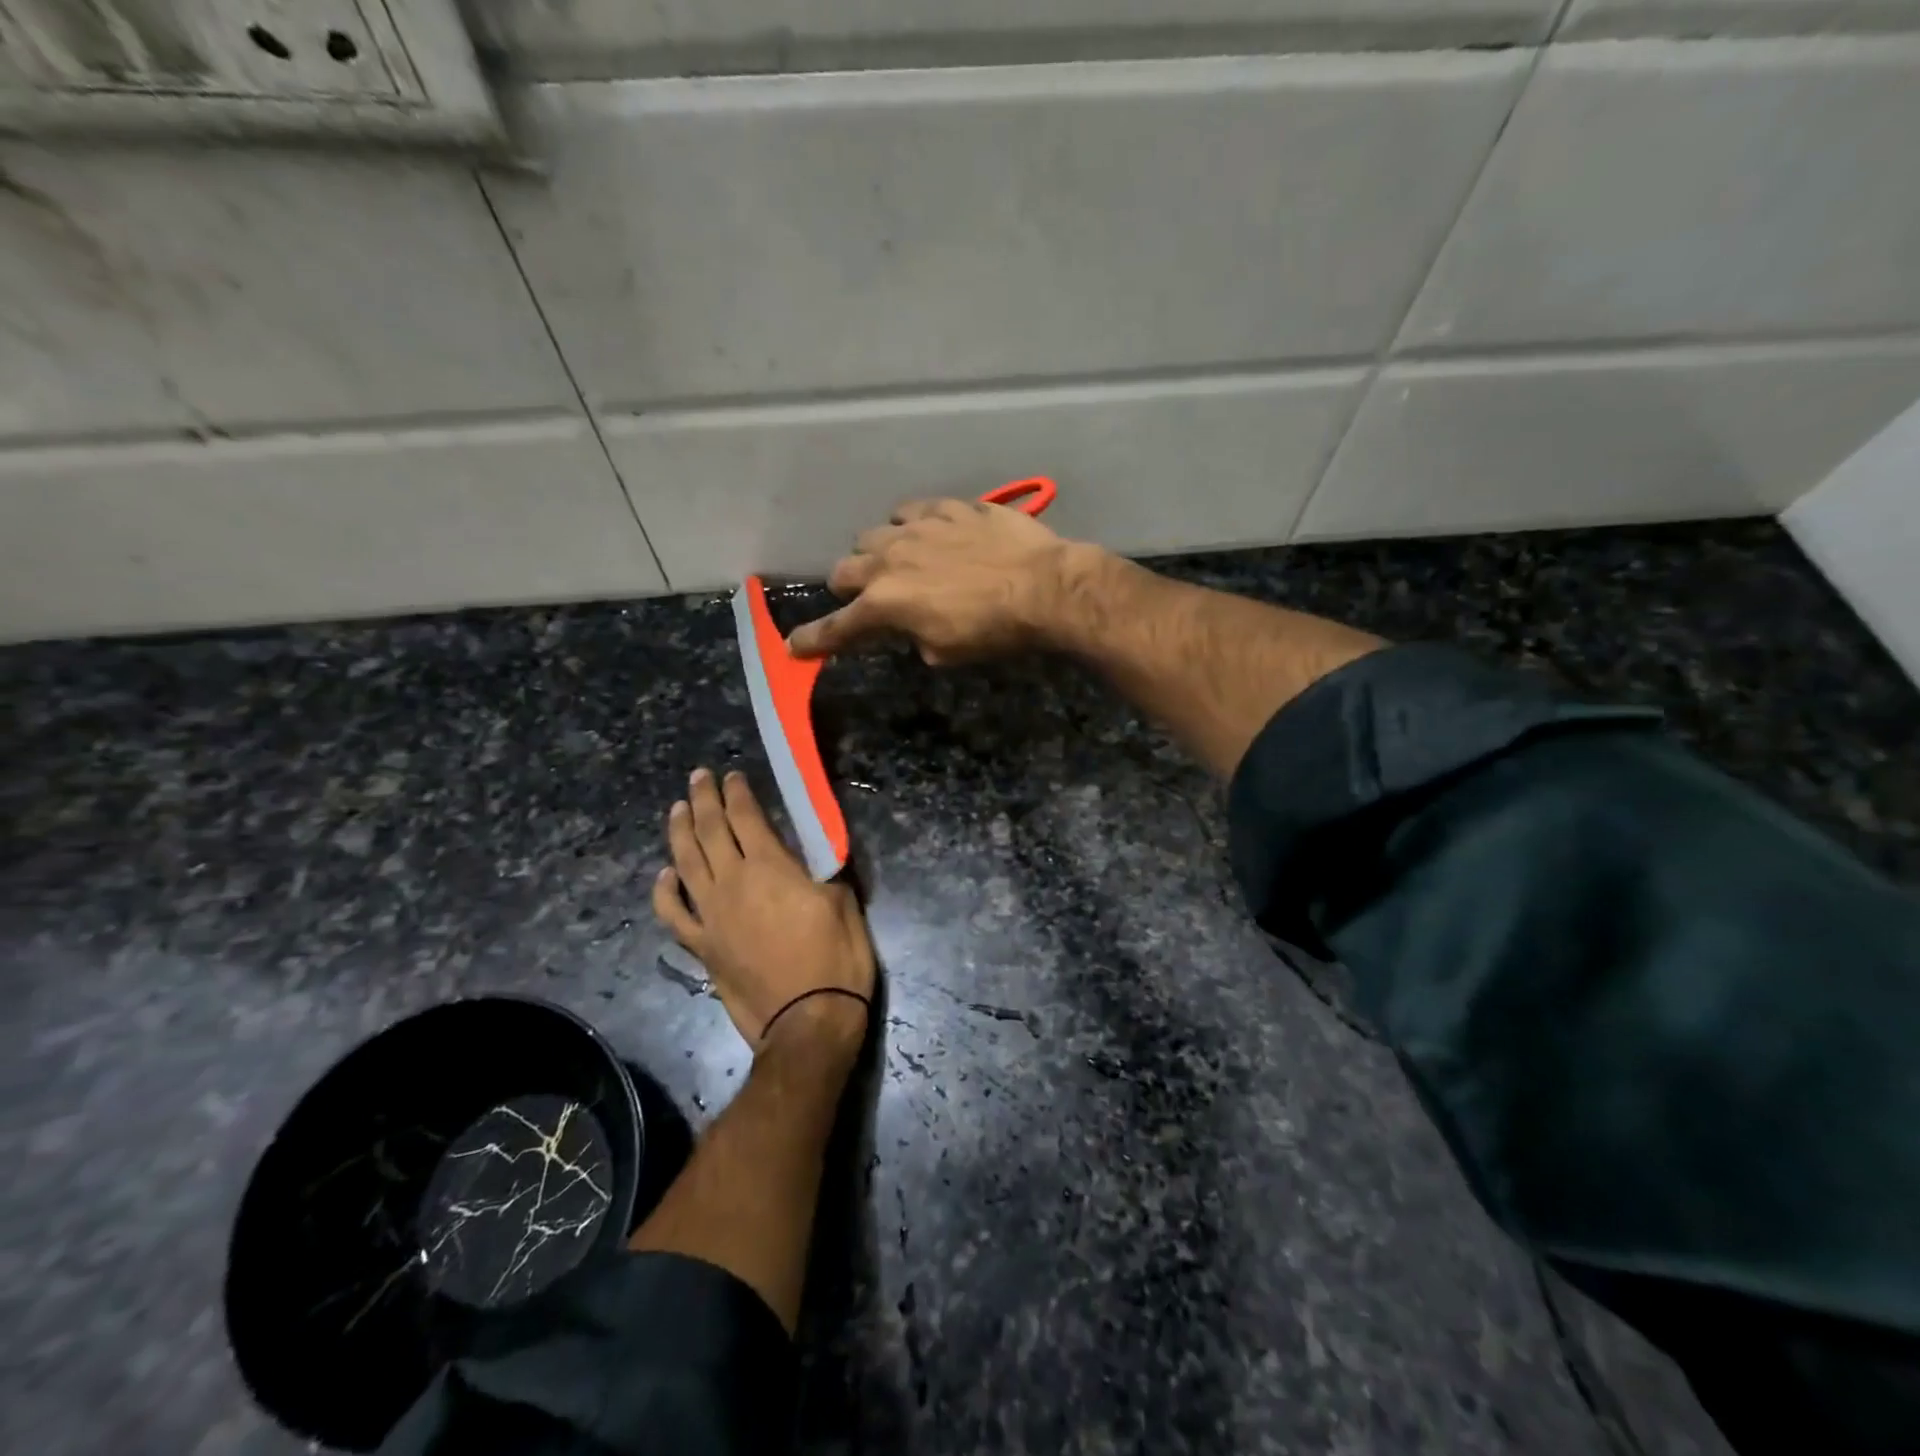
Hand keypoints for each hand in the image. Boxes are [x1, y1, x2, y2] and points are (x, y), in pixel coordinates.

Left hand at [652, 768, 874, 1054]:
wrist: (807, 1022)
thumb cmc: (835, 959)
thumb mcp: (843, 903)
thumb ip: (821, 870)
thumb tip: (811, 854)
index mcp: (770, 868)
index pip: (746, 817)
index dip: (738, 793)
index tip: (733, 776)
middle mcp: (732, 883)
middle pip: (710, 831)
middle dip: (703, 799)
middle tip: (698, 778)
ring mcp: (711, 915)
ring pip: (685, 863)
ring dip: (680, 832)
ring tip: (677, 809)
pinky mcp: (702, 946)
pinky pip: (673, 913)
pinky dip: (665, 891)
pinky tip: (665, 875)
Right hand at [787, 498, 1092, 664]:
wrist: (1043, 587)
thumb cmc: (994, 631)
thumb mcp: (945, 652)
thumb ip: (912, 637)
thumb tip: (909, 627)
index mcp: (885, 604)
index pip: (837, 626)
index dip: (814, 639)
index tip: (796, 646)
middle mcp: (889, 561)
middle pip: (843, 570)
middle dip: (850, 588)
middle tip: (870, 598)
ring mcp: (918, 528)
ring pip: (874, 534)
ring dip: (879, 553)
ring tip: (902, 561)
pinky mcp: (948, 508)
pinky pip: (913, 511)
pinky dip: (913, 526)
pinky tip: (931, 533)